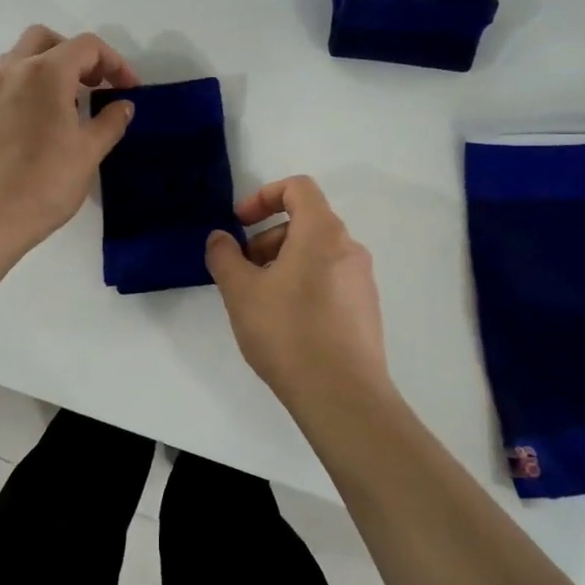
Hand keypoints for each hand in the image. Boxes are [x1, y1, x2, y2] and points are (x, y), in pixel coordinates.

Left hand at [0, 26, 138, 251]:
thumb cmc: (46, 182)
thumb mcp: (89, 151)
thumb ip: (110, 121)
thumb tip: (123, 105)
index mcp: (45, 72)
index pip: (86, 47)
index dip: (114, 63)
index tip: (128, 89)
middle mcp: (14, 70)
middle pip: (47, 40)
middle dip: (77, 55)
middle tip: (95, 84)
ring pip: (23, 56)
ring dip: (51, 67)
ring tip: (72, 102)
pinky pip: (10, 81)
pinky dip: (32, 85)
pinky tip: (46, 120)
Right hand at [205, 177, 394, 409]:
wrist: (342, 396)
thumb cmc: (287, 332)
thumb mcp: (241, 292)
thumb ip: (224, 257)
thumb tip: (219, 238)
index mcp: (322, 233)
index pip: (299, 188)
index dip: (264, 195)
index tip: (239, 223)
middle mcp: (349, 249)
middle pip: (306, 222)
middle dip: (267, 238)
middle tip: (243, 270)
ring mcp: (362, 281)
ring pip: (317, 254)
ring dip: (282, 263)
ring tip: (259, 301)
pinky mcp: (365, 311)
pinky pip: (329, 280)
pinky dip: (302, 284)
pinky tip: (285, 323)